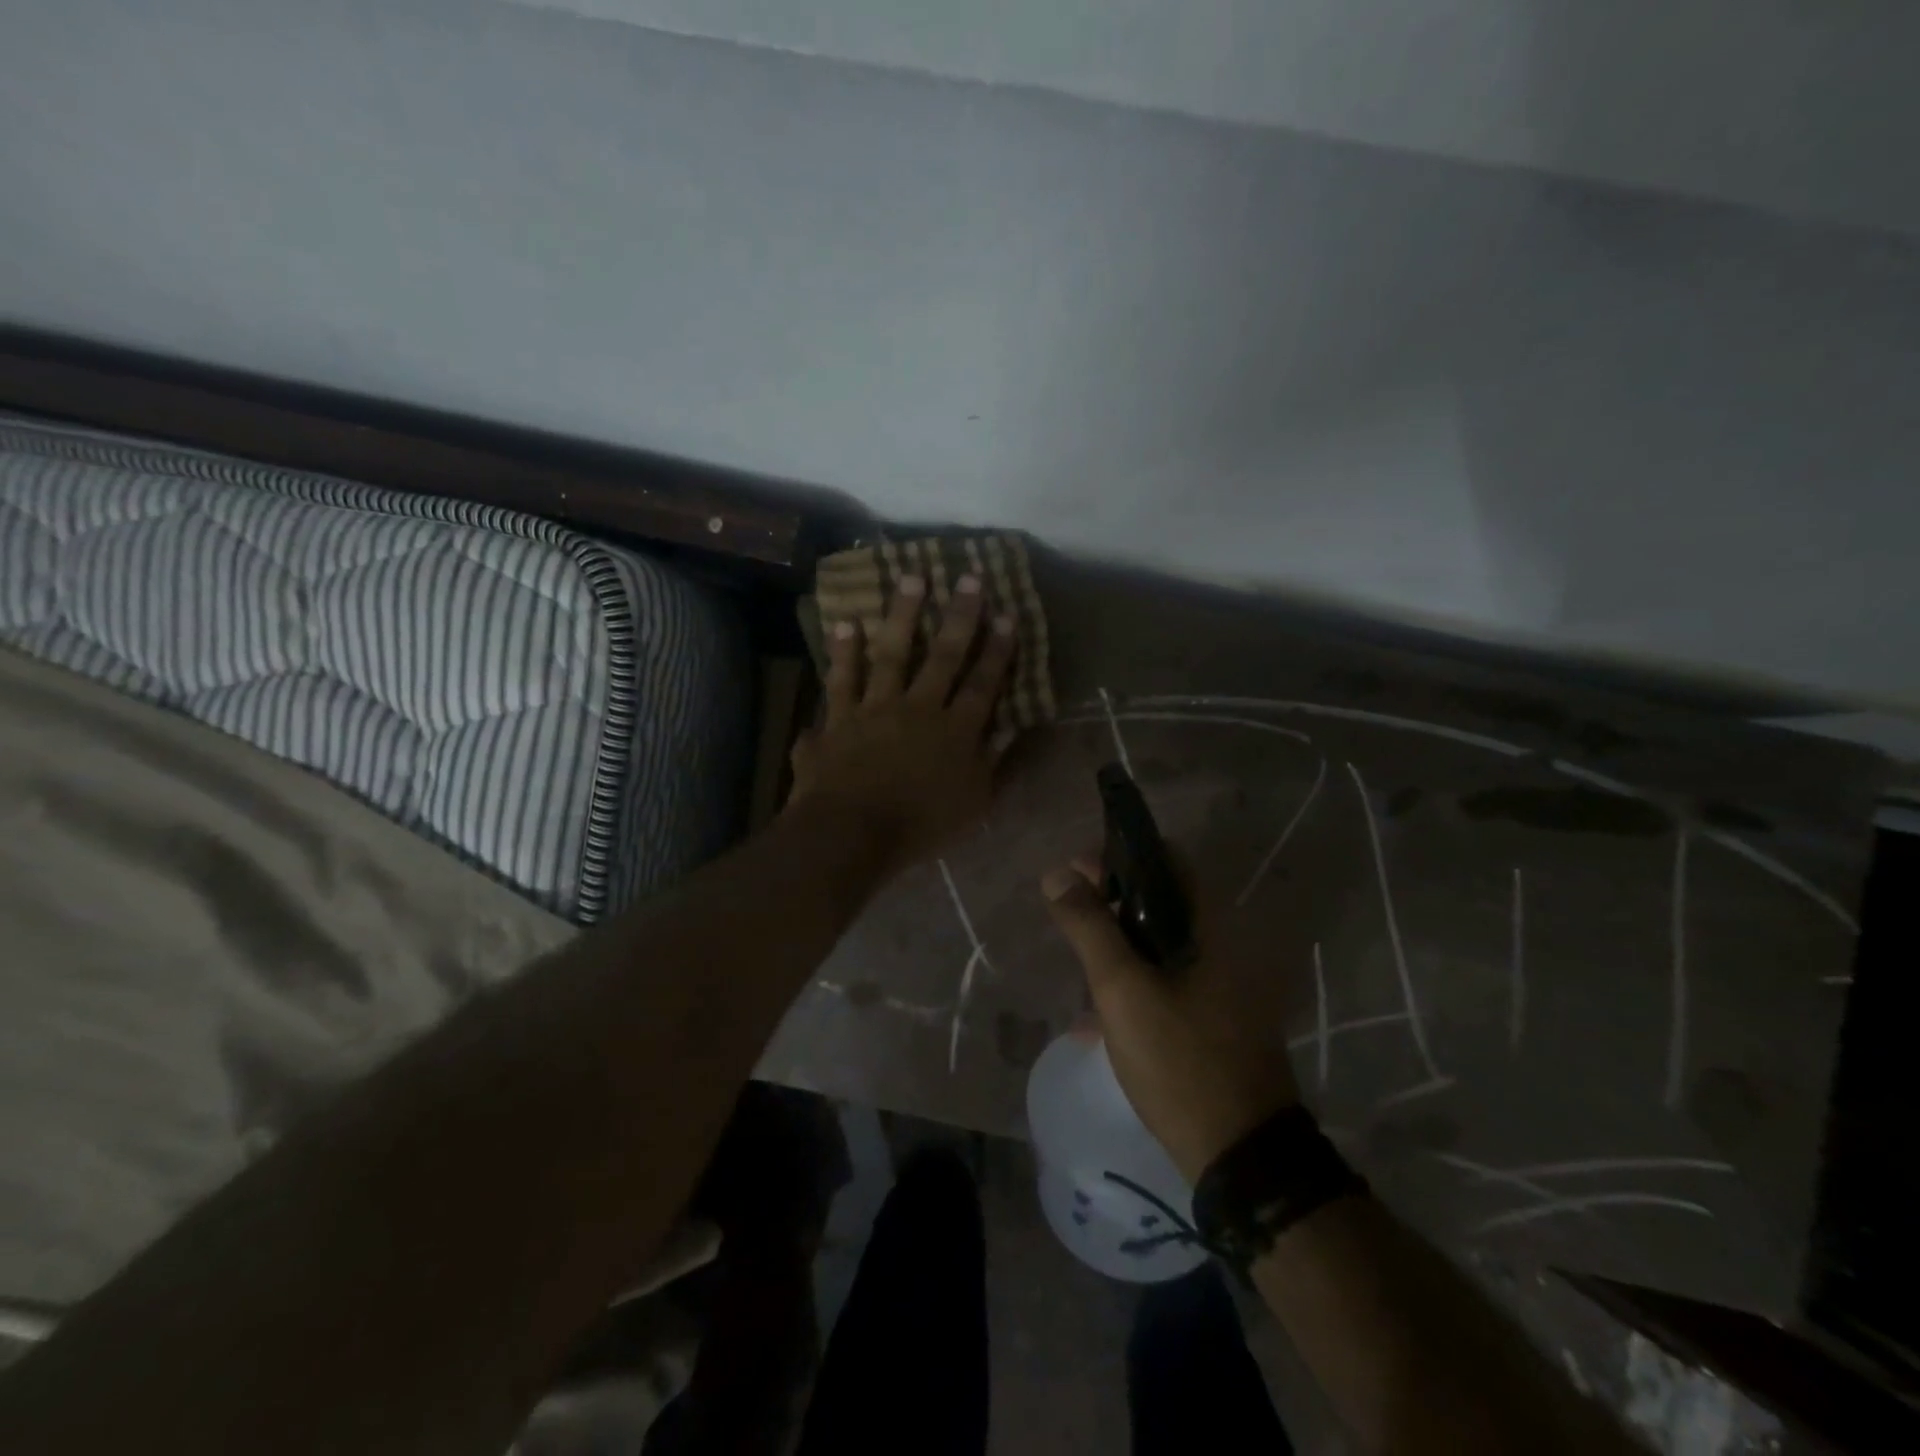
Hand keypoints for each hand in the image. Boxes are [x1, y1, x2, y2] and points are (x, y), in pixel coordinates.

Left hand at [788, 572, 1015, 872]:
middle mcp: (918, 709)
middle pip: (942, 657)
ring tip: (910, 578)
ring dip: (902, 615)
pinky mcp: (838, 719)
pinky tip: (845, 623)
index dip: (998, 650)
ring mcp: (874, 709)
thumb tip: (1012, 728)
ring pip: (891, 654)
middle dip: (960, 616)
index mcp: (955, 732)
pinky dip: (843, 653)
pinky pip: (840, 679)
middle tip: (969, 577)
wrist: (851, 834)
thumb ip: (993, 763)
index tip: (1007, 615)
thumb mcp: (973, 804)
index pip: (983, 684)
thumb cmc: (919, 826)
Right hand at [1042, 860, 1300, 1182]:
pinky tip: (1094, 1014)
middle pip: (1160, 900)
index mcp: (1210, 926)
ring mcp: (1218, 984)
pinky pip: (1163, 979)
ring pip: (1159, 943)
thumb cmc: (1181, 1061)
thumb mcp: (1123, 990)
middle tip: (1067, 913)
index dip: (1118, 856)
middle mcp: (1221, 945)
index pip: (1166, 860)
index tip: (1075, 872)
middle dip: (1110, 901)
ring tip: (1076, 959)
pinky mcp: (1210, 1017)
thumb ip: (1090, 928)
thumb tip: (1057, 873)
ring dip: (1117, 943)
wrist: (1240, 1155)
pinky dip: (1130, 981)